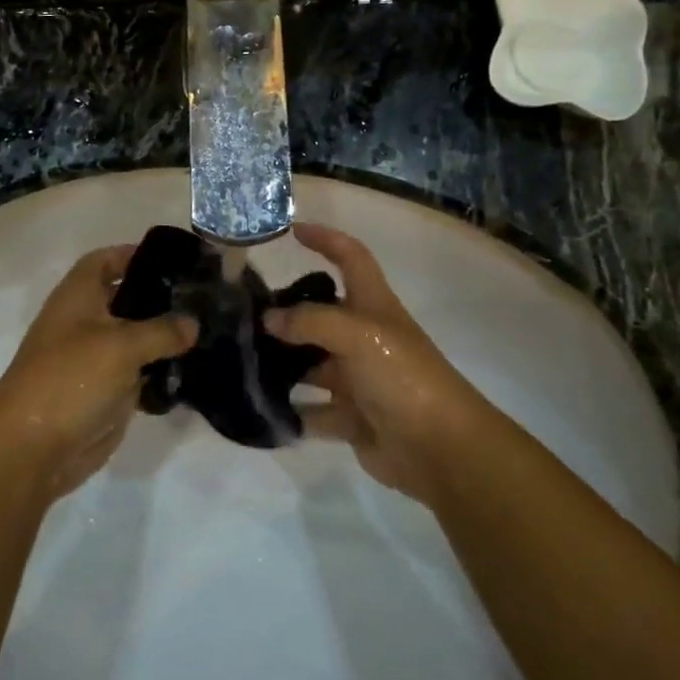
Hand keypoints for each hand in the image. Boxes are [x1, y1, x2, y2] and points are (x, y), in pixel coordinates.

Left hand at [0, 245, 195, 498]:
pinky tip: (194, 369)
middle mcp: (85, 322)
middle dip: (160, 297)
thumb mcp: (122, 346)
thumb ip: (162, 330)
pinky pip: (138, 373)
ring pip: (135, 339)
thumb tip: (192, 323)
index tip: (175, 260)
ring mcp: (94, 359)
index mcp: (77, 297)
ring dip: (165, 337)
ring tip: (210, 330)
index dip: (134, 254)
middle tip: (204, 297)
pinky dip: (160, 371)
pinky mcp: (105, 392)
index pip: (105, 260)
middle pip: (125, 299)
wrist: (32, 449)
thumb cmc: (70, 379)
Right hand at [265, 223, 500, 503]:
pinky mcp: (350, 416)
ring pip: (310, 364)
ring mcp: (357, 378)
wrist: (440, 449)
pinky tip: (259, 407)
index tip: (292, 230)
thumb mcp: (357, 335)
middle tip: (242, 312)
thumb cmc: (402, 376)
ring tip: (239, 359)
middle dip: (286, 311)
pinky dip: (290, 411)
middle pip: (320, 314)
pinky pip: (311, 410)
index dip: (326, 239)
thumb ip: (309, 321)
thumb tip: (268, 319)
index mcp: (373, 306)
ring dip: (282, 363)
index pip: (351, 258)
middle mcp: (363, 337)